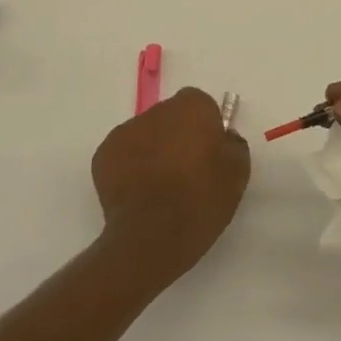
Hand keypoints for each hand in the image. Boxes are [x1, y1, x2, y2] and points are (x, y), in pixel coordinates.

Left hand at [91, 87, 250, 285]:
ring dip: (152, 151)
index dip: (205, 127)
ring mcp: (126, 131)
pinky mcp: (103, 155)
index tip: (208, 153)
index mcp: (192, 107)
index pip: (200, 104)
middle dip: (176, 136)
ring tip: (159, 187)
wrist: (152, 236)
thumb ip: (233, 145)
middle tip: (185, 171)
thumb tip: (223, 138)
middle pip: (170, 117)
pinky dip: (130, 168)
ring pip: (145, 135)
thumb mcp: (237, 174)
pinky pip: (123, 155)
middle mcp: (157, 110)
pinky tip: (139, 194)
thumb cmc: (201, 201)